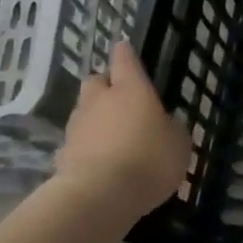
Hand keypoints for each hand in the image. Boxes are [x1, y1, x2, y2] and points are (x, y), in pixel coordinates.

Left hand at [53, 41, 190, 221]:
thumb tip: (164, 124)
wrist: (99, 196)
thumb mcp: (179, 144)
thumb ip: (171, 128)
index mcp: (131, 89)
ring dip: (95, 117)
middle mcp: (100, 100)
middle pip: (96, 81)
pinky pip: (77, 141)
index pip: (125, 60)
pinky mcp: (62, 154)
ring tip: (111, 135)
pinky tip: (98, 161)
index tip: (123, 47)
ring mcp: (78, 127)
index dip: (125, 53)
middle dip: (105, 85)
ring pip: (84, 111)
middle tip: (120, 98)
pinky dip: (86, 146)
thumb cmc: (149, 160)